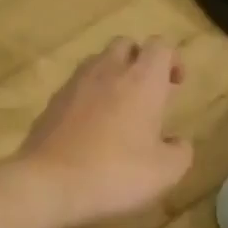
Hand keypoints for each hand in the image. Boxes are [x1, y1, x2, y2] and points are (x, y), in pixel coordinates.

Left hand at [13, 38, 193, 227]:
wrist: (48, 183)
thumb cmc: (115, 173)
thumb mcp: (165, 172)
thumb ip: (180, 152)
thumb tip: (176, 142)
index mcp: (142, 80)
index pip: (160, 46)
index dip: (171, 59)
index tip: (176, 84)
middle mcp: (108, 71)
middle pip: (125, 45)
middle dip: (139, 61)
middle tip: (147, 93)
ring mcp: (75, 84)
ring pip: (98, 62)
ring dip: (112, 76)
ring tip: (119, 109)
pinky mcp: (52, 103)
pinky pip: (76, 87)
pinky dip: (89, 97)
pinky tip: (91, 127)